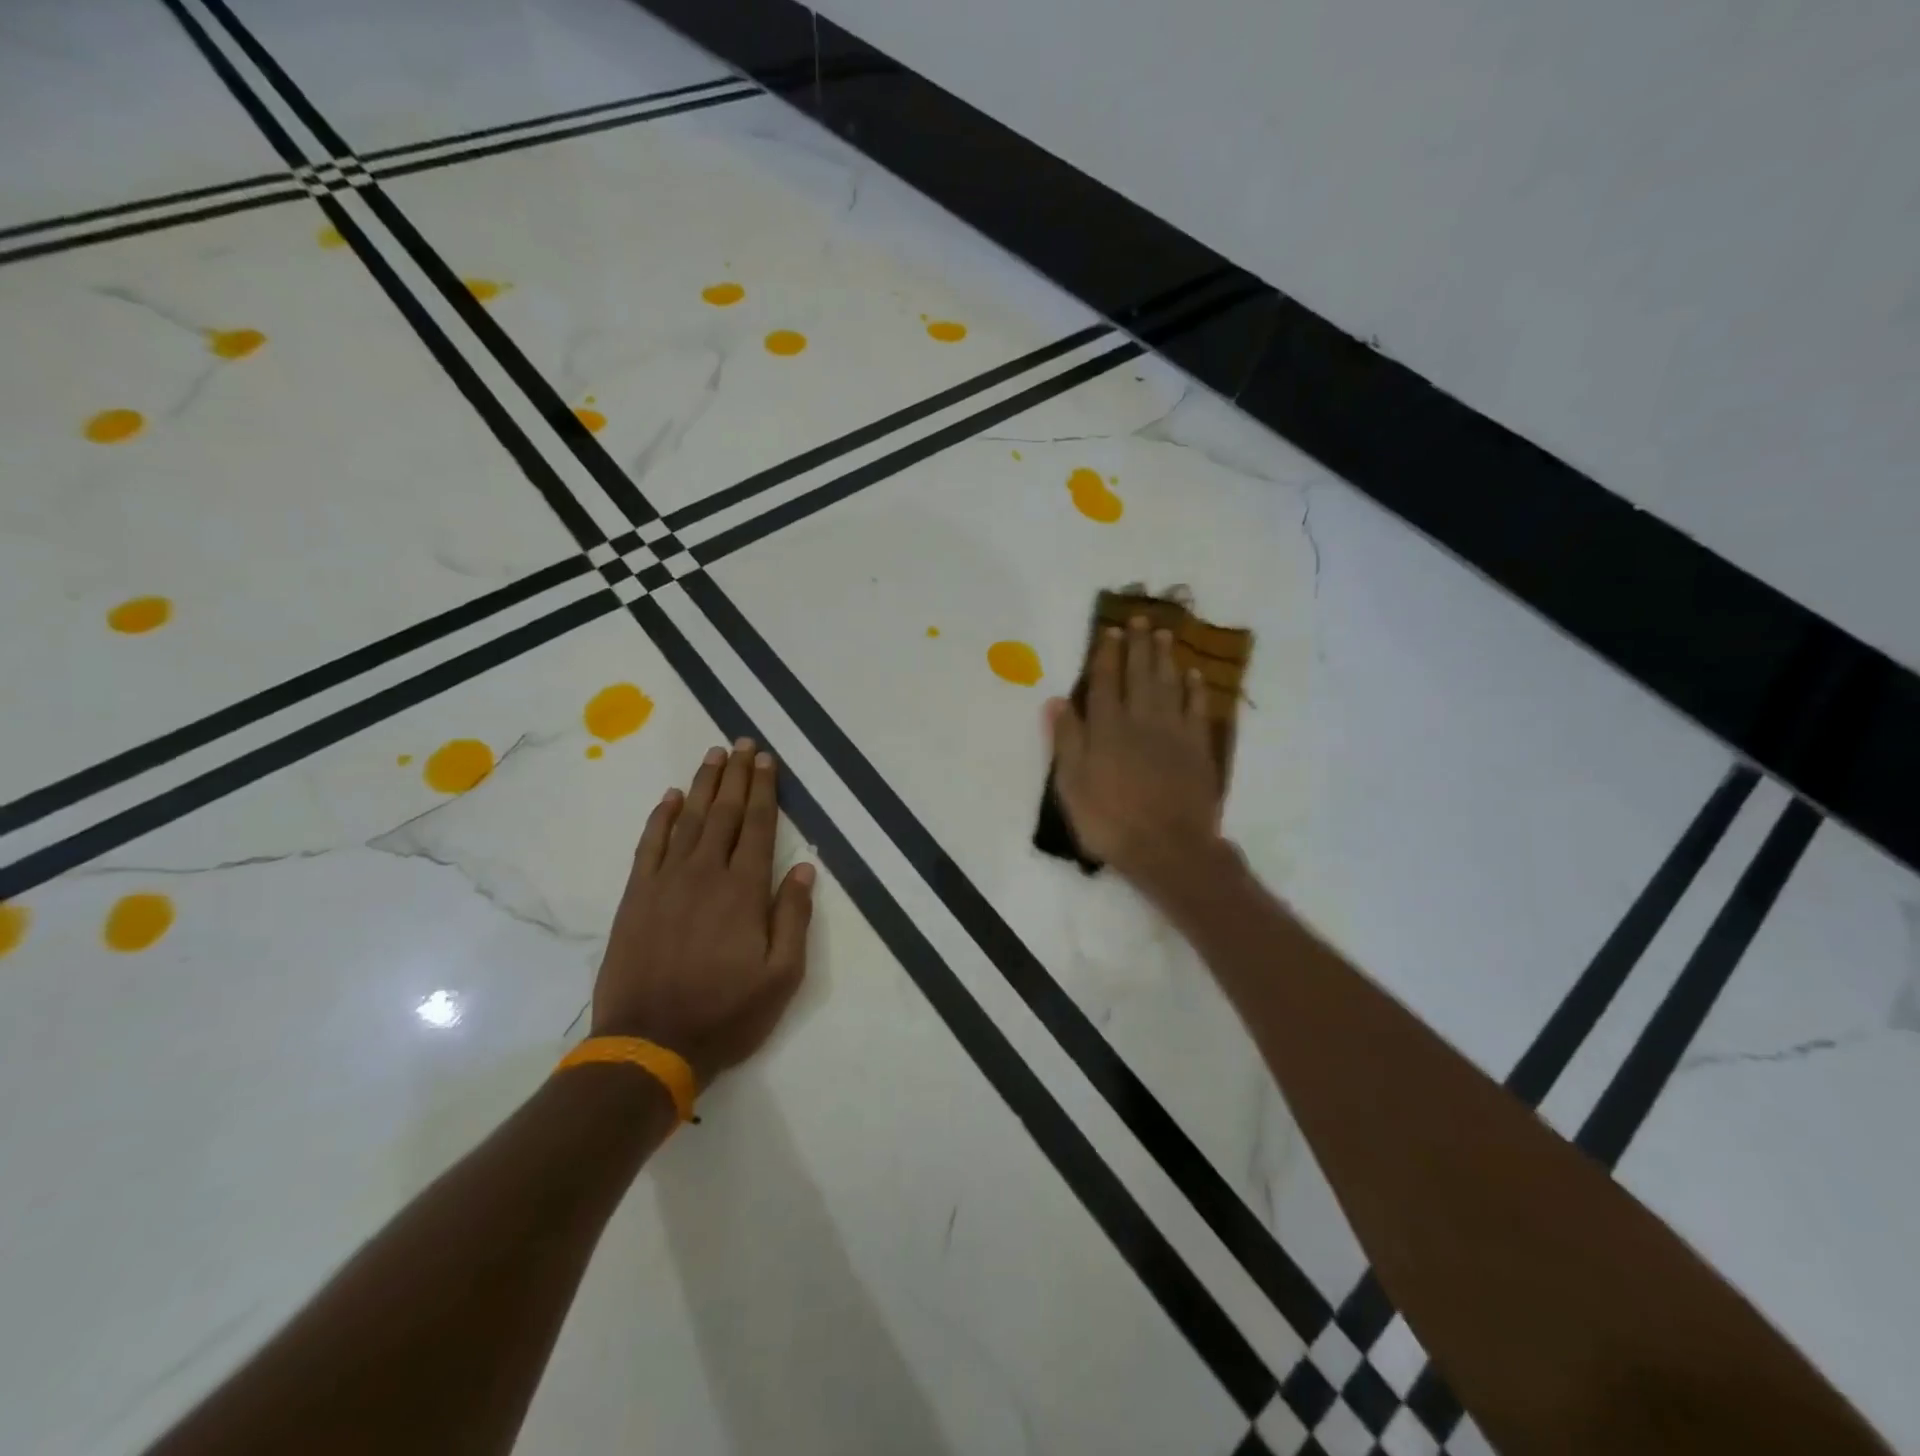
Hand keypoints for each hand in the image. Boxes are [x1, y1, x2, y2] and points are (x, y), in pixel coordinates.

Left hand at [590, 740, 814, 1086]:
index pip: (759, 826)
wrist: (649, 1045)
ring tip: (714, 756)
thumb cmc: (726, 1013)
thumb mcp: (782, 975)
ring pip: (689, 820)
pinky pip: (650, 844)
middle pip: (725, 813)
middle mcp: (706, 874)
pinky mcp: (637, 897)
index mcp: (744, 890)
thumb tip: (804, 867)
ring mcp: (666, 882)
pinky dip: (661, 817)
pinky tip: (671, 798)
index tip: (767, 760)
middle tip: (743, 743)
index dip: (765, 790)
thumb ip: (794, 916)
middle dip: (737, 776)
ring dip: (704, 785)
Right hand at [1046, 617, 1226, 891]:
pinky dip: (1194, 690)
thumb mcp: (1072, 786)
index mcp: (1107, 729)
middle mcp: (1140, 721)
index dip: (1106, 656)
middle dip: (1138, 645)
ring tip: (1165, 634)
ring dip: (1166, 658)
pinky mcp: (1197, 748)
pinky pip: (1196, 709)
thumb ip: (1066, 741)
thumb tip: (1056, 701)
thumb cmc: (1110, 821)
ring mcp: (1173, 733)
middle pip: (1139, 675)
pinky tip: (1193, 675)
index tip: (1109, 632)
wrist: (1168, 848)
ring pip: (1169, 685)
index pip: (1104, 683)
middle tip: (1141, 618)